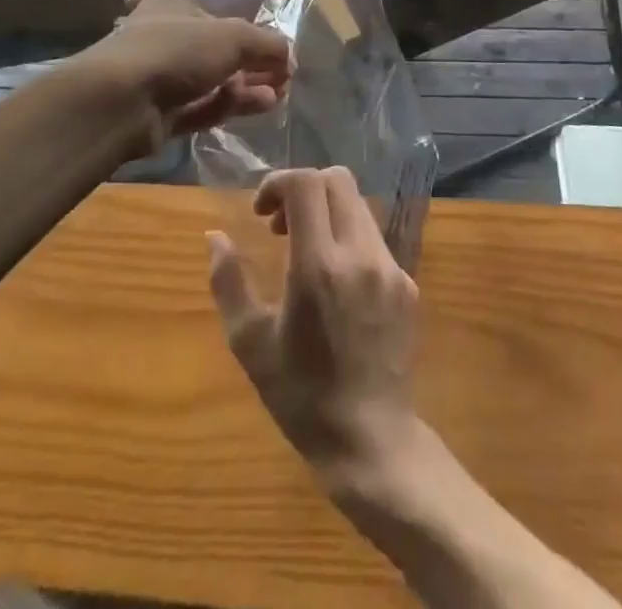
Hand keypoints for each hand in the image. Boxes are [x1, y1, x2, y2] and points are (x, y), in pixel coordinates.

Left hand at [67, 0, 290, 152]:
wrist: (120, 101)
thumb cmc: (177, 51)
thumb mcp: (233, 36)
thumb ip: (267, 44)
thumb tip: (290, 57)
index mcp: (174, 9)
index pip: (220, 21)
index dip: (253, 37)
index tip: (280, 56)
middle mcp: (165, 40)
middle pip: (219, 54)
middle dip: (254, 67)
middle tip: (283, 81)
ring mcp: (160, 80)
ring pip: (213, 84)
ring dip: (246, 88)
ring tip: (278, 97)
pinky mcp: (159, 116)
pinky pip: (201, 109)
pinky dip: (229, 107)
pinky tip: (259, 107)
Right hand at [208, 167, 420, 492]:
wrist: (371, 441)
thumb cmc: (301, 396)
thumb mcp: (249, 343)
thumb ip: (228, 282)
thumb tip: (214, 237)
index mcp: (318, 266)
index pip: (306, 183)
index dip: (278, 182)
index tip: (260, 212)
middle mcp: (360, 254)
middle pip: (337, 180)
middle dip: (303, 189)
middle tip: (280, 226)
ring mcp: (390, 267)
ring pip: (358, 206)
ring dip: (327, 212)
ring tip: (305, 253)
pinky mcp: (408, 283)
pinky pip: (374, 238)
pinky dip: (349, 239)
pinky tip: (336, 284)